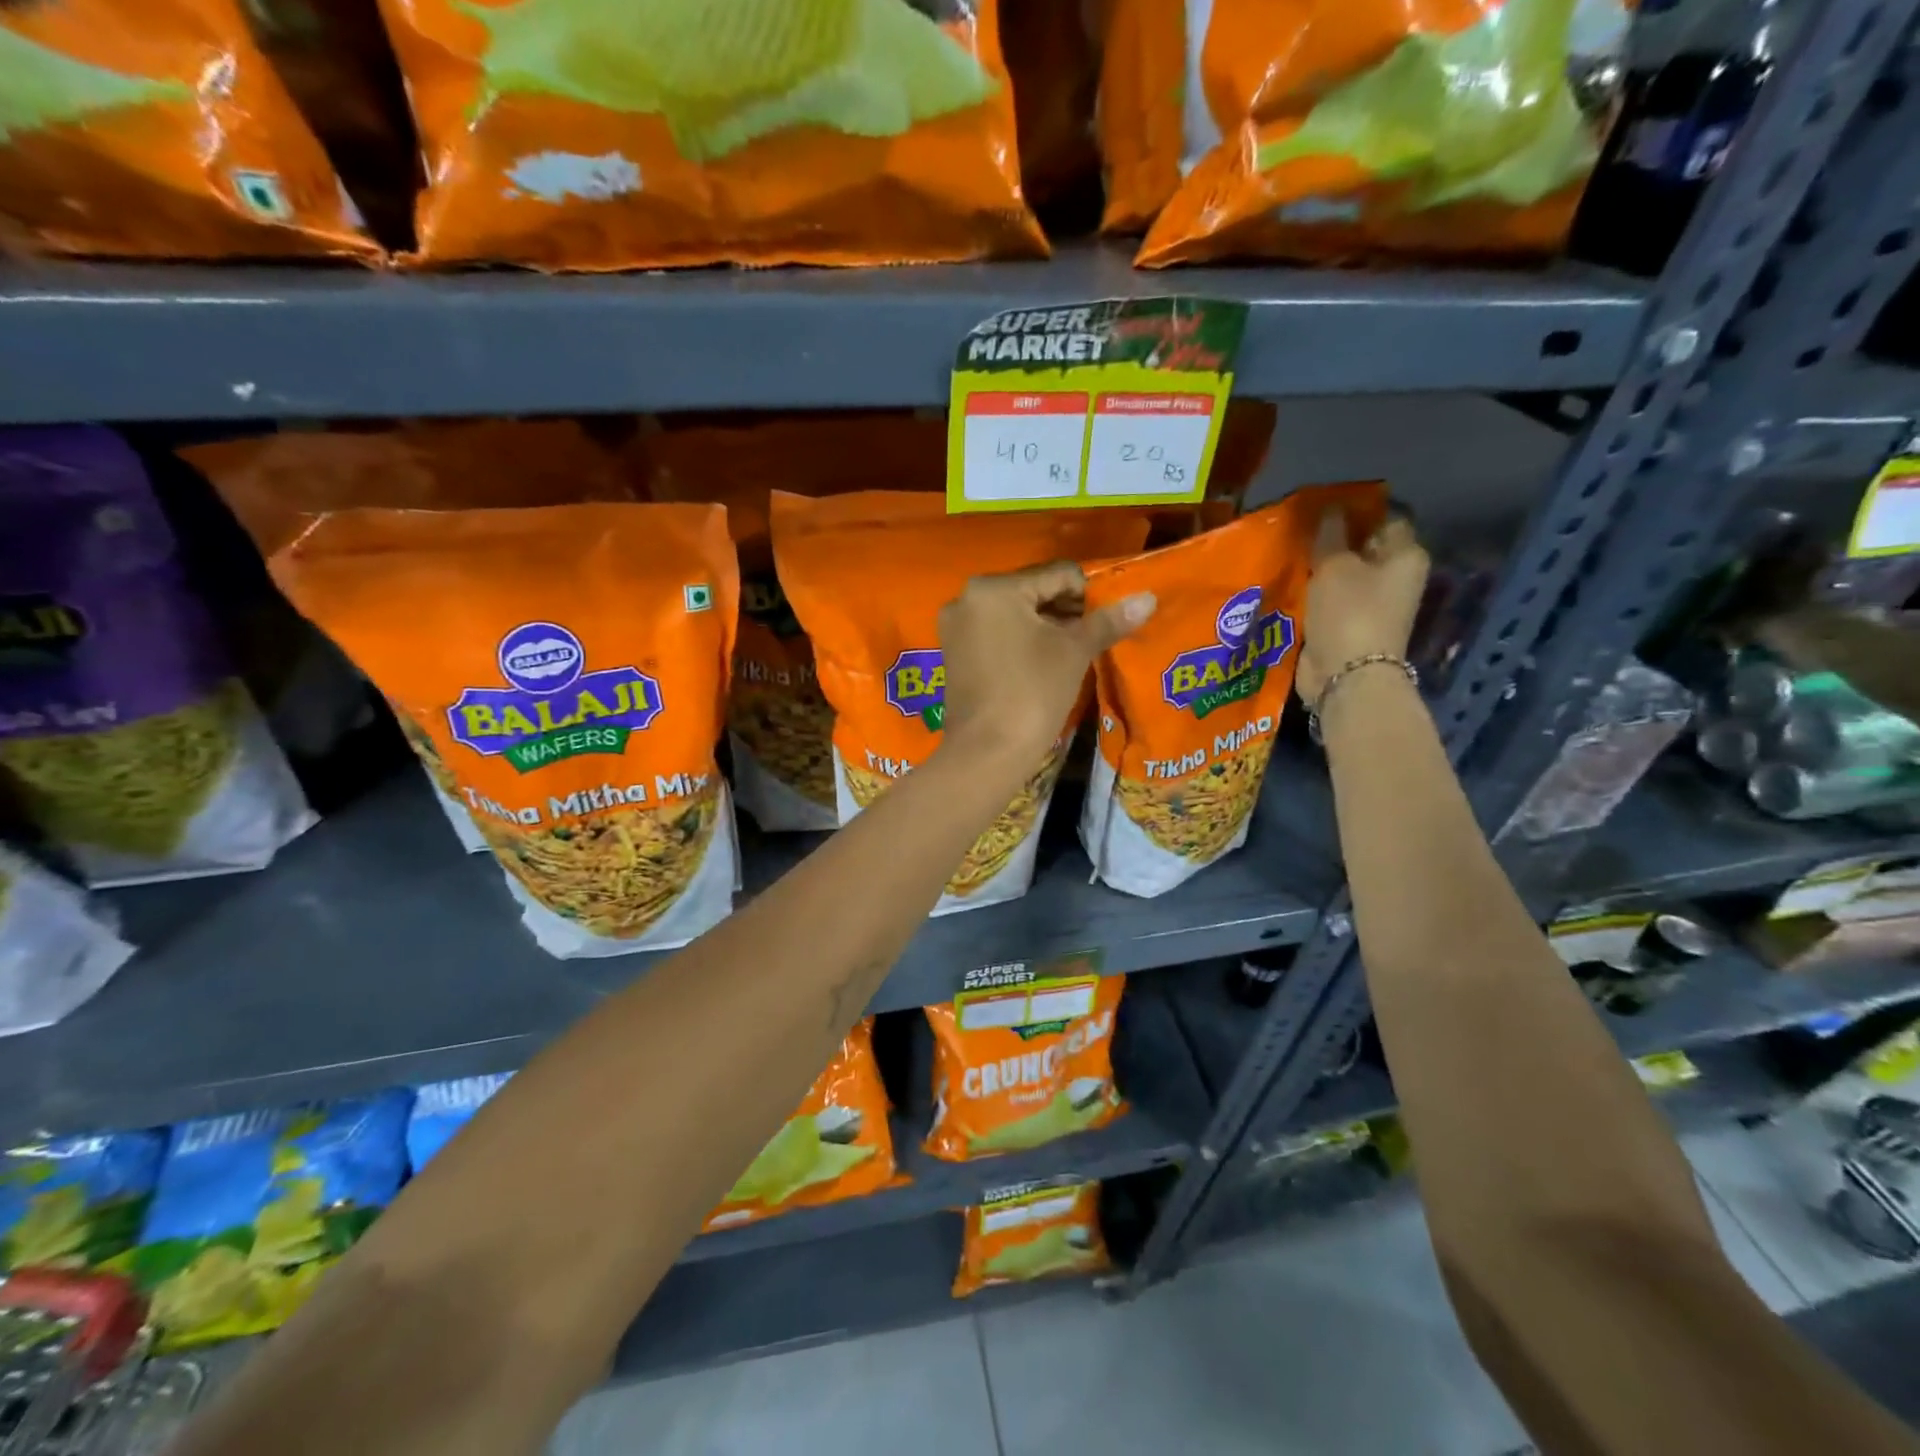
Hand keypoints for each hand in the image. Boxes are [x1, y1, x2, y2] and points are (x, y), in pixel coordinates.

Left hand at [939, 562, 1154, 770]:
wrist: (987, 753)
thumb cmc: (1032, 694)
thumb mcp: (1074, 652)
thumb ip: (1108, 621)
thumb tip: (1148, 598)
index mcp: (994, 588)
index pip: (1058, 574)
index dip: (1091, 593)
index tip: (1111, 618)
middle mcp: (967, 598)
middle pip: (1033, 591)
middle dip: (1067, 610)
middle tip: (1095, 635)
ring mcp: (956, 627)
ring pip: (1015, 614)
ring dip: (1047, 626)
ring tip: (1074, 650)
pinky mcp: (954, 653)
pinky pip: (997, 634)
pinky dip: (1022, 640)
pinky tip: (1044, 662)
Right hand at [1296, 509, 1428, 706]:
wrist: (1346, 675)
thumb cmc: (1349, 613)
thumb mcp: (1335, 565)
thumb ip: (1330, 535)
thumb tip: (1329, 510)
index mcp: (1405, 556)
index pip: (1387, 517)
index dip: (1358, 508)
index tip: (1324, 503)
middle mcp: (1395, 578)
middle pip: (1364, 546)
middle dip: (1334, 538)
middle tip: (1299, 527)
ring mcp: (1372, 604)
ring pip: (1343, 574)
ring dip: (1319, 566)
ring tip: (1288, 551)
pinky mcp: (1348, 625)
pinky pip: (1329, 598)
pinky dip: (1312, 591)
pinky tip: (1289, 581)